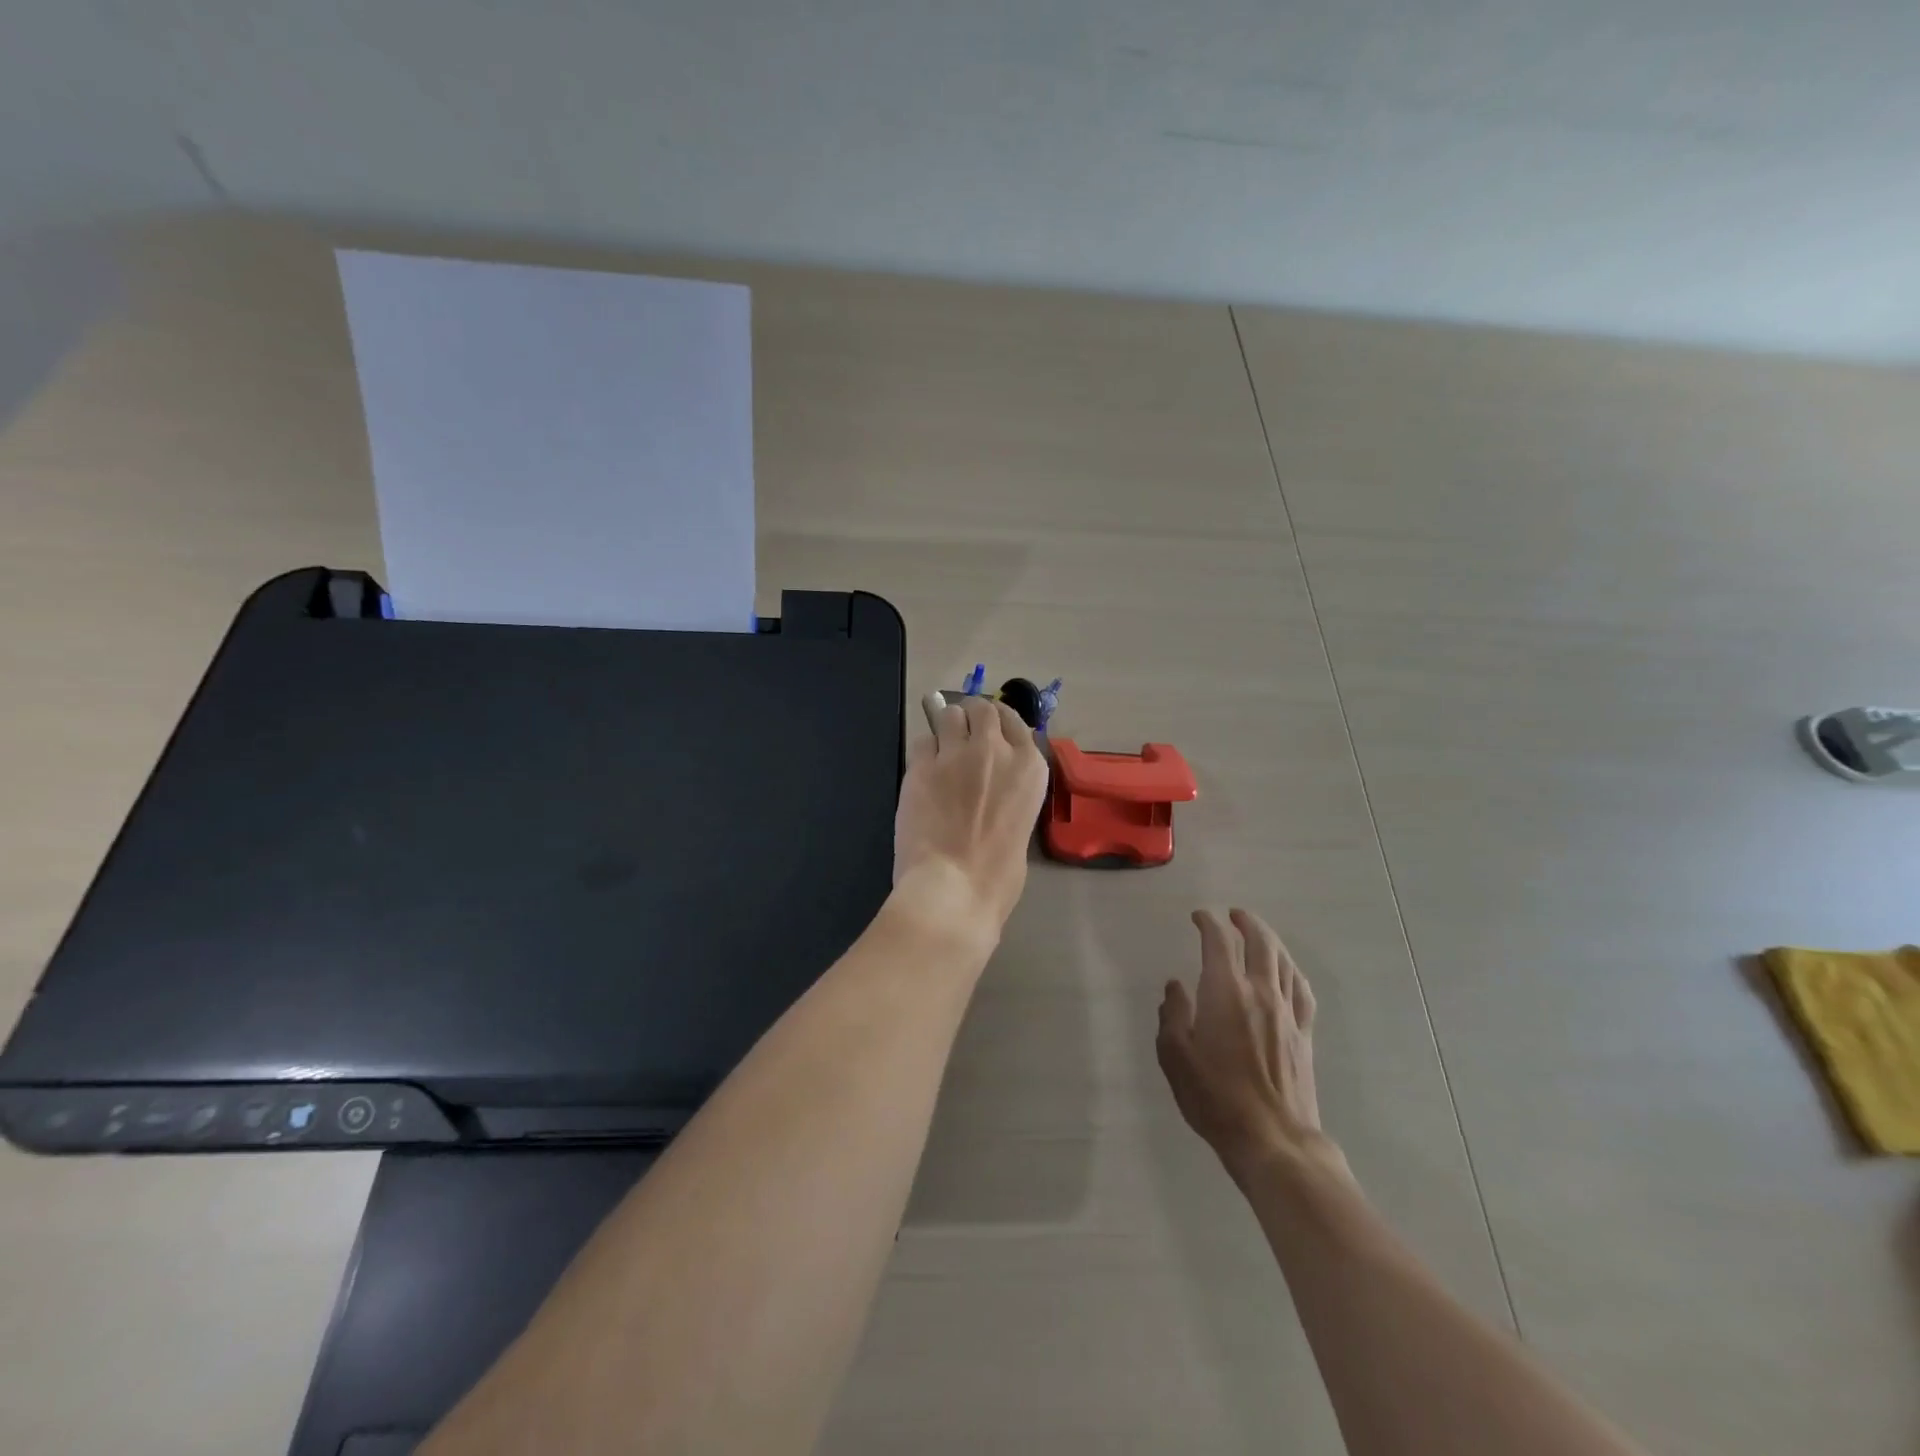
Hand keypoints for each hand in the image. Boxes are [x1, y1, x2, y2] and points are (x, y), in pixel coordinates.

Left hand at [891, 692, 1049, 941]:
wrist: (953, 888)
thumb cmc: (997, 876)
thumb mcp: (1022, 825)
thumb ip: (1010, 793)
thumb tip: (993, 788)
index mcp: (1029, 767)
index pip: (1013, 719)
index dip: (998, 723)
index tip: (988, 732)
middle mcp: (995, 749)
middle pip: (980, 708)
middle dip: (970, 719)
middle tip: (962, 740)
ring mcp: (955, 754)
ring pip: (948, 715)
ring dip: (945, 729)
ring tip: (941, 754)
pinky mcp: (921, 765)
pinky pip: (921, 741)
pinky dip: (923, 753)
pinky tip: (922, 774)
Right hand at [1157, 908, 1339, 1180]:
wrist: (1273, 1140)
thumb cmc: (1215, 1097)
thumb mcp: (1175, 1056)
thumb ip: (1173, 1015)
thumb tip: (1176, 987)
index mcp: (1226, 992)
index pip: (1219, 942)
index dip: (1208, 923)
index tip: (1198, 917)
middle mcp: (1260, 992)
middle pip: (1260, 942)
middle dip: (1246, 922)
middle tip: (1233, 914)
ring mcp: (1287, 1013)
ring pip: (1284, 961)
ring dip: (1270, 940)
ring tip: (1258, 933)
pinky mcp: (1304, 1035)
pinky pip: (1302, 990)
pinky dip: (1292, 970)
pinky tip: (1287, 971)